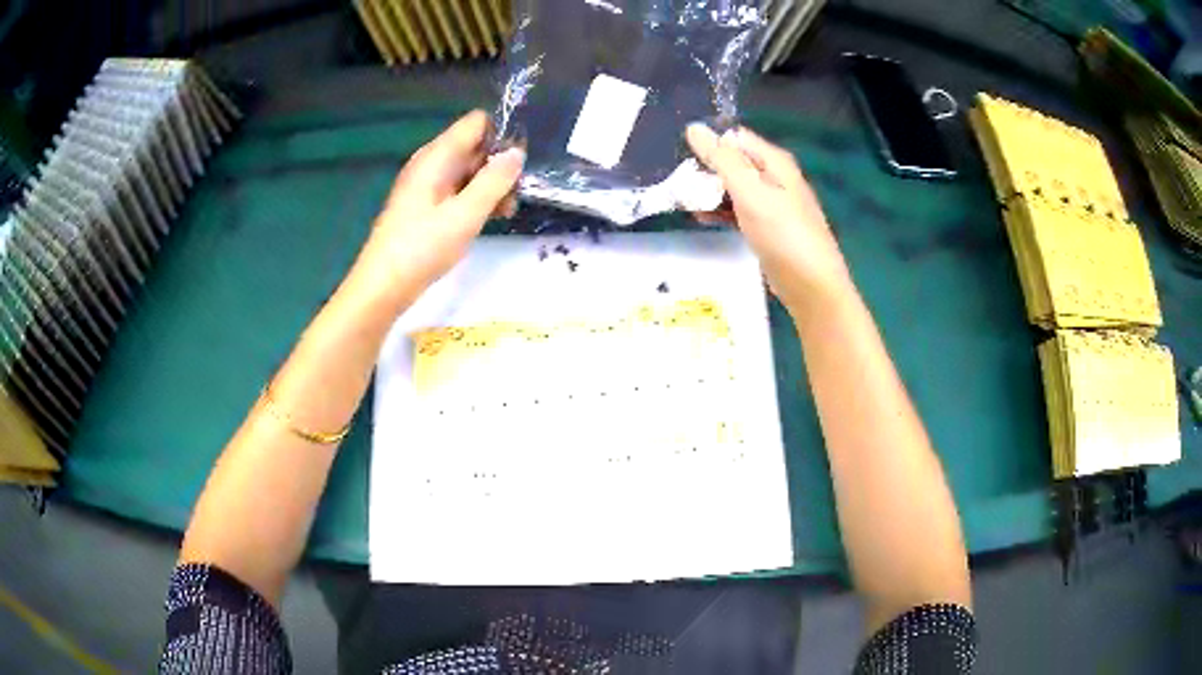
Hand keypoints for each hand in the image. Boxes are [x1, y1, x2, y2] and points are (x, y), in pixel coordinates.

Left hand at [350, 110, 524, 309]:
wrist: (382, 286)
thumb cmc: (422, 248)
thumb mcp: (466, 214)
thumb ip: (495, 181)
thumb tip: (517, 152)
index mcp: (437, 156)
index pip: (476, 123)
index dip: (502, 135)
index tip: (519, 164)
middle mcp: (431, 162)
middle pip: (475, 146)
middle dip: (499, 165)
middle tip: (516, 196)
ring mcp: (427, 184)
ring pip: (469, 170)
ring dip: (491, 186)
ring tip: (506, 213)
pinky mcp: (425, 205)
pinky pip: (457, 189)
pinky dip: (475, 199)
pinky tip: (488, 220)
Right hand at [686, 124, 851, 313]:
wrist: (811, 285)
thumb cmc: (782, 234)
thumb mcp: (749, 192)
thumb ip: (722, 159)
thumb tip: (694, 128)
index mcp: (774, 161)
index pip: (735, 138)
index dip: (709, 145)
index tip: (685, 161)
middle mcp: (775, 176)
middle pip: (734, 161)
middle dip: (706, 170)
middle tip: (680, 186)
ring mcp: (772, 203)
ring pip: (734, 187)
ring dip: (710, 192)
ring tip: (685, 203)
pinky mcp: (768, 227)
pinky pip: (739, 209)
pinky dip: (721, 211)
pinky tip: (701, 219)